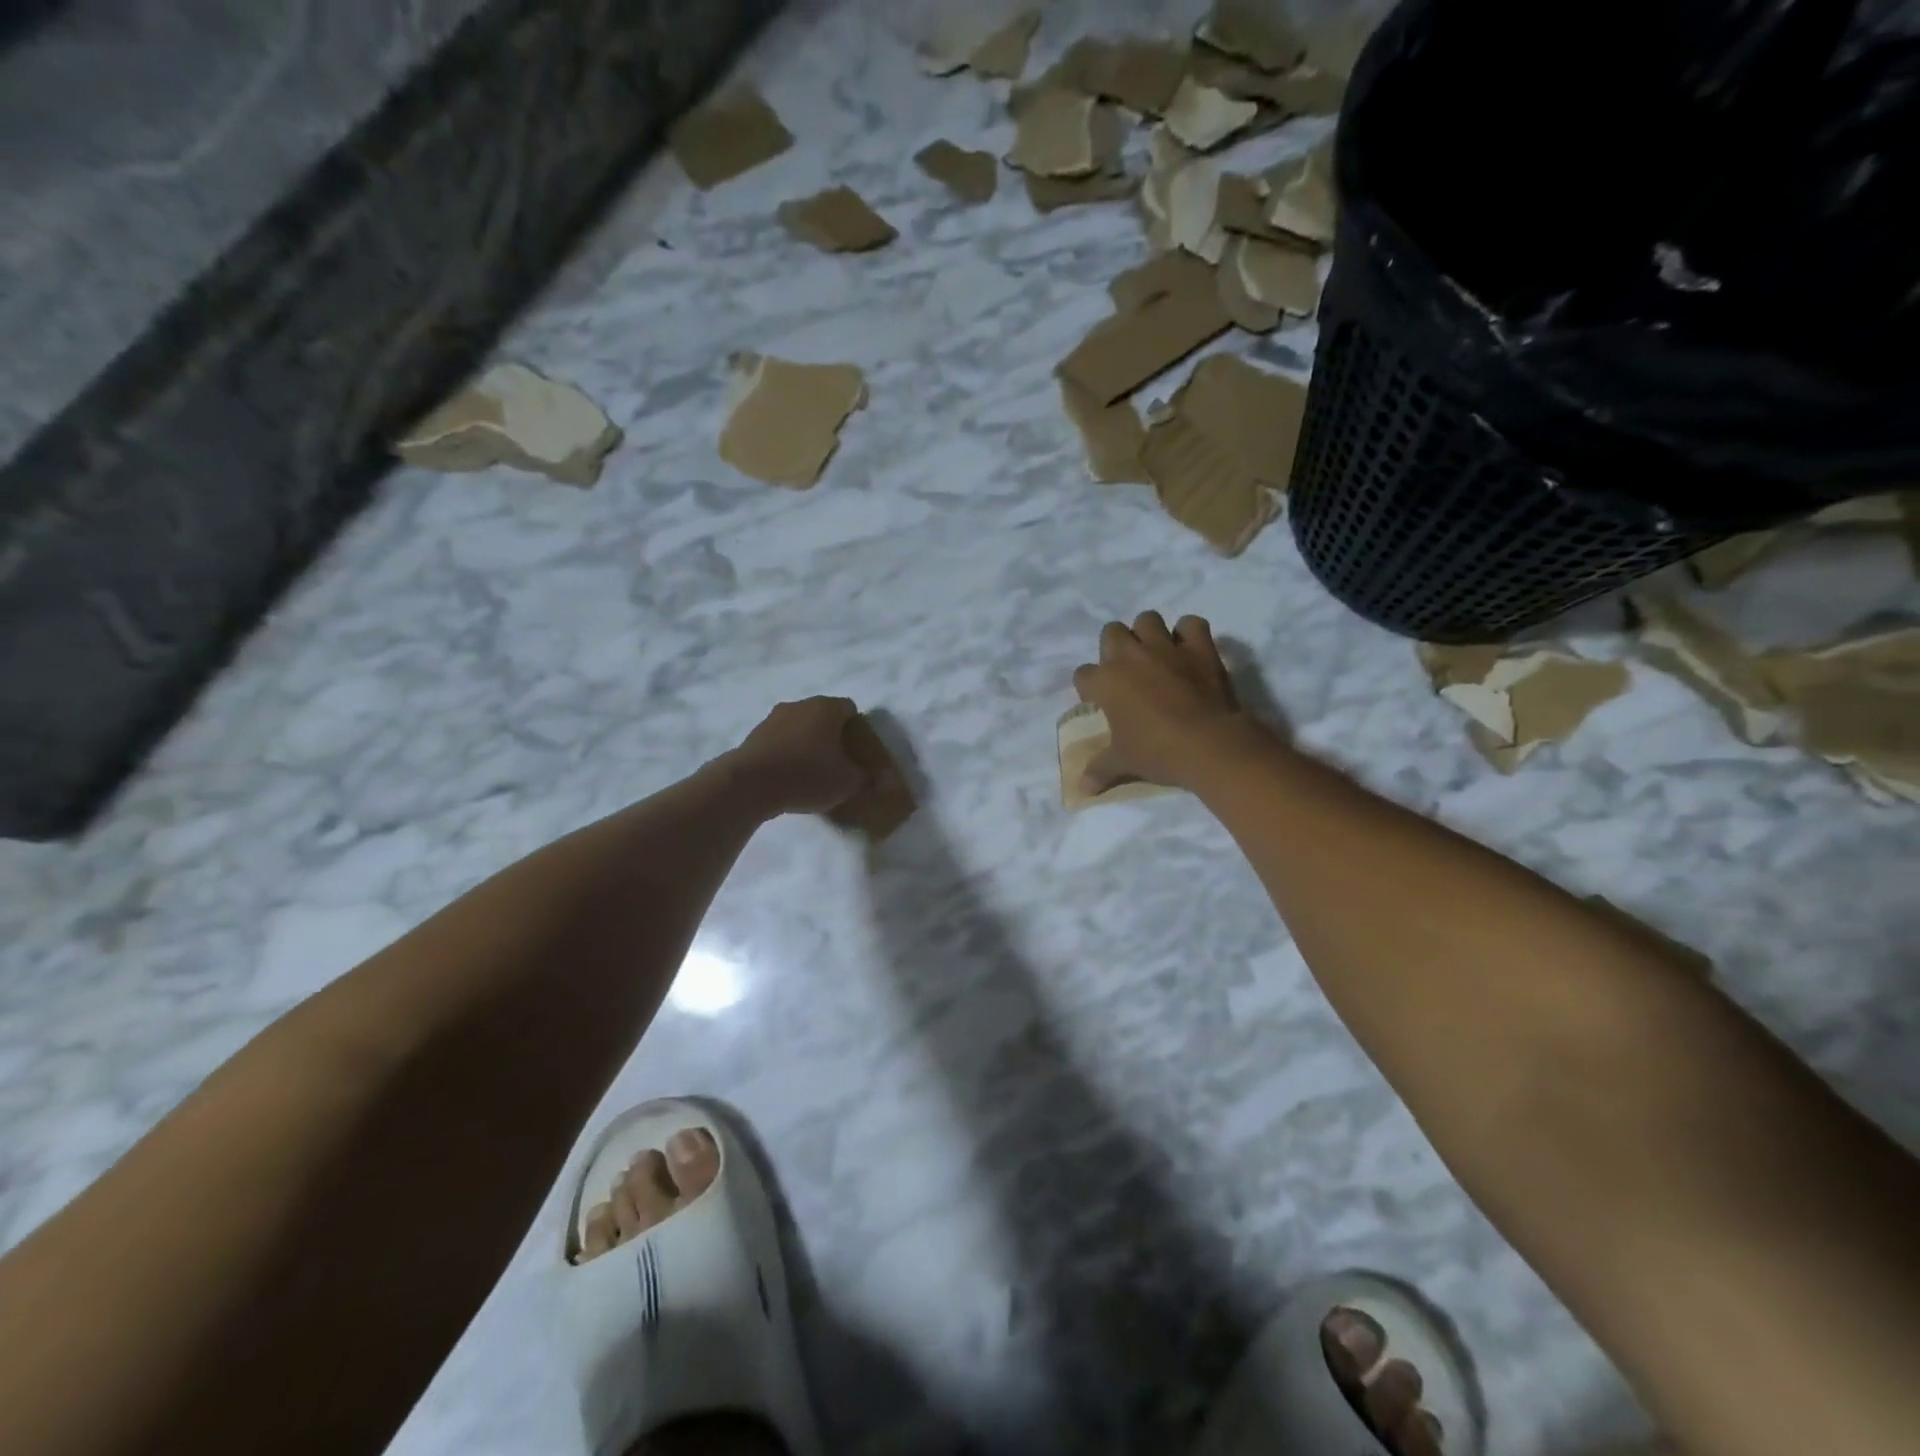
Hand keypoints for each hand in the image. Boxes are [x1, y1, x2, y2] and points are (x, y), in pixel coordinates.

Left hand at [729, 697, 868, 815]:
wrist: (749, 784)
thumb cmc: (808, 775)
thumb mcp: (848, 783)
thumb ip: (869, 779)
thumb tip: (886, 780)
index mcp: (827, 707)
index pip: (850, 708)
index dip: (857, 729)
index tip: (858, 751)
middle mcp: (800, 704)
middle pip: (823, 716)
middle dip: (831, 736)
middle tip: (838, 762)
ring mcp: (773, 718)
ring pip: (798, 727)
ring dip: (806, 744)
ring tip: (811, 772)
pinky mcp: (753, 735)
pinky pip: (779, 741)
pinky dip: (786, 754)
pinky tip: (788, 777)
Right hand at [1071, 613, 1269, 792]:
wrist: (1209, 744)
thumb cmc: (1157, 752)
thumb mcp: (1123, 763)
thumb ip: (1100, 770)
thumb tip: (1082, 789)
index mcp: (1106, 681)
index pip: (1083, 675)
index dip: (1089, 688)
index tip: (1099, 702)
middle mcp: (1131, 656)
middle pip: (1111, 632)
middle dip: (1114, 647)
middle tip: (1126, 672)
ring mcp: (1166, 647)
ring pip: (1148, 619)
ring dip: (1148, 633)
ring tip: (1155, 655)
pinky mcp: (1199, 647)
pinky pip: (1191, 624)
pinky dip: (1189, 634)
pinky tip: (1189, 650)